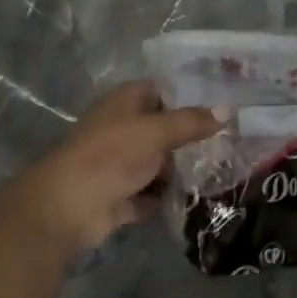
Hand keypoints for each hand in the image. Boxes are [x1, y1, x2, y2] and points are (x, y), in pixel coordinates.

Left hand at [4, 82, 220, 253]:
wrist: (67, 207)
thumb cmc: (111, 155)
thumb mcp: (156, 132)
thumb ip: (191, 121)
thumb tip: (228, 109)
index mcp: (123, 103)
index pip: (159, 90)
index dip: (187, 95)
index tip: (221, 103)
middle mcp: (120, 129)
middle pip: (160, 129)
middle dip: (188, 137)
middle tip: (228, 141)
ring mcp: (117, 164)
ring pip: (155, 163)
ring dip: (177, 170)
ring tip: (220, 170)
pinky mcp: (117, 196)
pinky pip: (147, 194)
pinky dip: (163, 197)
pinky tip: (195, 199)